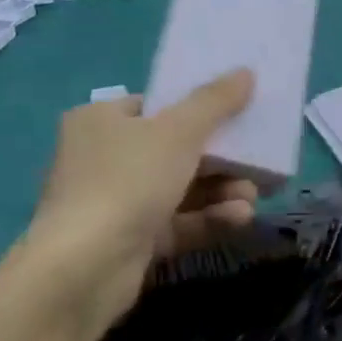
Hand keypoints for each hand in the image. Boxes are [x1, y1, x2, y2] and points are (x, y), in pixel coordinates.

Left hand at [20, 71, 258, 337]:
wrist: (85, 268)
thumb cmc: (128, 181)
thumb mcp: (179, 131)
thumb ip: (215, 101)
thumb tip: (246, 72)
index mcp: (101, 121)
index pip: (155, 106)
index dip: (197, 108)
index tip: (237, 115)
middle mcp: (103, 158)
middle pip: (175, 149)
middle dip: (222, 158)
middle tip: (257, 162)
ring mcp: (116, 203)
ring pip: (182, 188)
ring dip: (222, 191)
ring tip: (252, 197)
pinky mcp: (131, 241)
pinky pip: (179, 222)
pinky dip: (209, 218)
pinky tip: (239, 219)